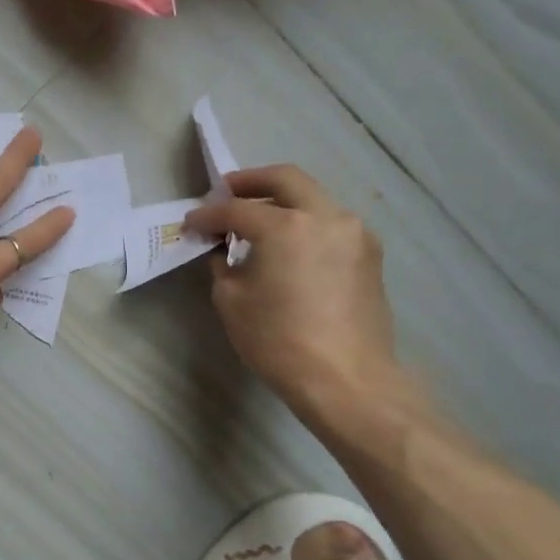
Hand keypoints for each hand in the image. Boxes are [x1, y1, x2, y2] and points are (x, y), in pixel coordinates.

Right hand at [186, 166, 401, 430]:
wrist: (346, 381)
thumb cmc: (279, 341)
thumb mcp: (232, 301)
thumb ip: (223, 265)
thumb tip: (224, 251)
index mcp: (286, 226)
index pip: (236, 209)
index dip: (208, 215)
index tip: (191, 223)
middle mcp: (325, 217)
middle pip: (286, 179)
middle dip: (251, 182)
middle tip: (226, 193)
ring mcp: (354, 233)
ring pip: (313, 198)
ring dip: (282, 201)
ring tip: (257, 221)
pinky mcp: (369, 254)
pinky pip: (330, 223)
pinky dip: (305, 223)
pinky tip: (288, 246)